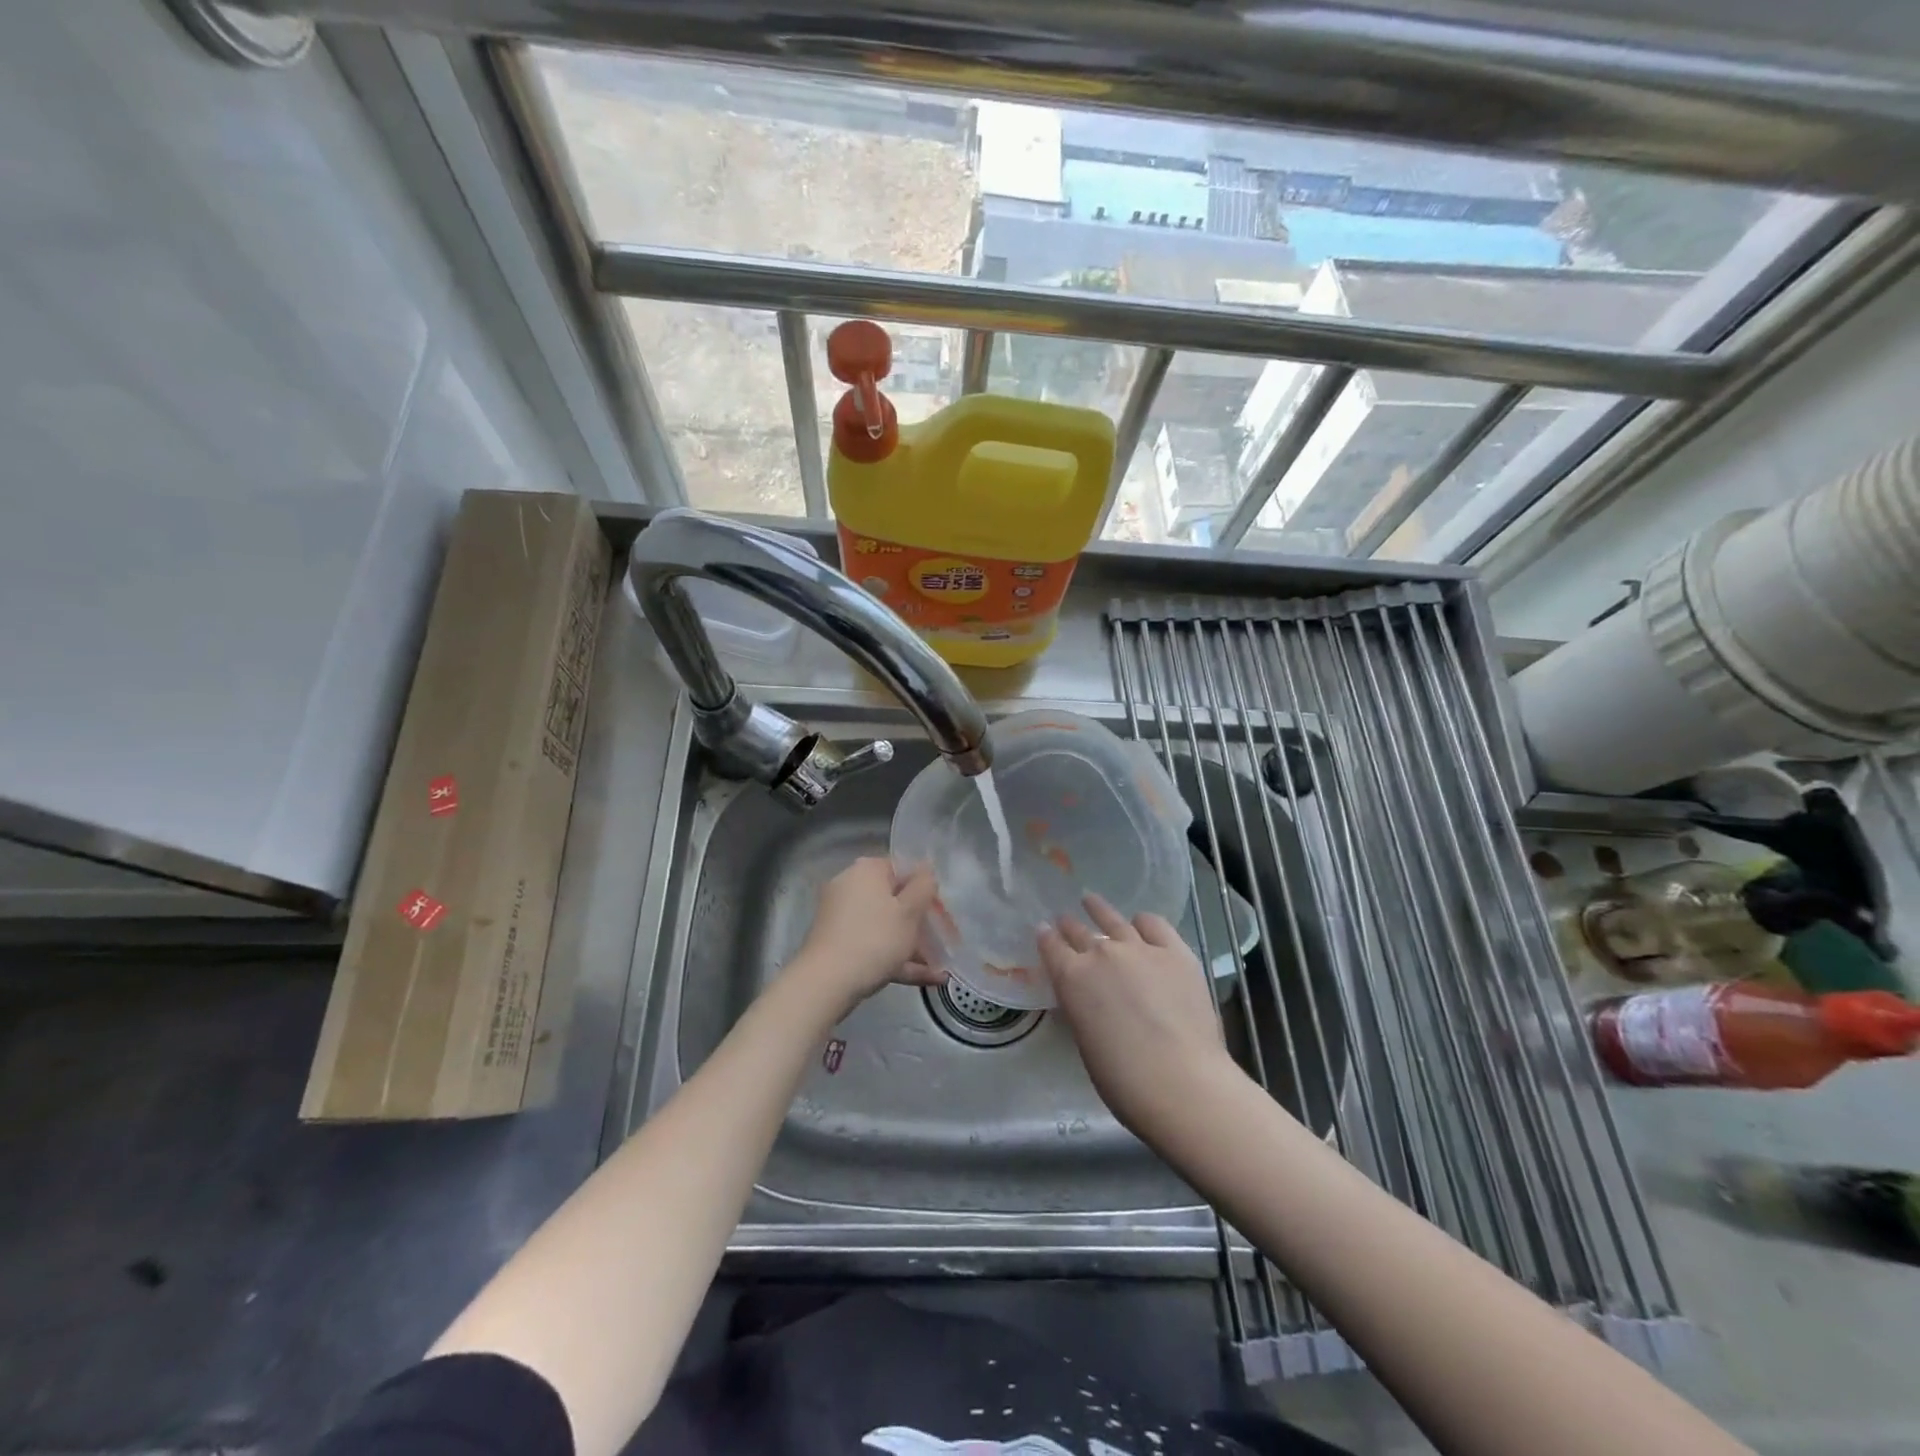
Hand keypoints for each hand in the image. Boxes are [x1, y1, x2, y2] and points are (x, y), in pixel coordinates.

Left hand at [790, 857, 942, 1016]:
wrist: (826, 983)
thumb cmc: (875, 939)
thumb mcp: (910, 911)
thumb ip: (924, 886)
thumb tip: (925, 869)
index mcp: (867, 870)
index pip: (902, 869)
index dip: (925, 888)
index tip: (941, 910)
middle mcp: (850, 887)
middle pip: (894, 899)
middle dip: (921, 922)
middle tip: (944, 940)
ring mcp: (842, 917)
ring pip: (886, 926)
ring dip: (914, 945)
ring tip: (941, 968)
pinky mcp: (839, 945)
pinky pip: (874, 945)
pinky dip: (898, 959)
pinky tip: (929, 979)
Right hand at [1038, 895, 1242, 1140]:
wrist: (1179, 1081)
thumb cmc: (1122, 1079)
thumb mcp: (1085, 1040)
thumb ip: (1082, 1008)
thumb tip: (1089, 998)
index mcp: (1071, 978)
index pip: (1051, 946)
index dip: (1046, 937)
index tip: (1044, 930)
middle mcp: (1101, 953)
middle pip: (1079, 931)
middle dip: (1069, 925)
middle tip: (1064, 920)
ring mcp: (1140, 948)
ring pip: (1113, 919)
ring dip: (1099, 909)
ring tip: (1091, 901)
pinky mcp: (1175, 952)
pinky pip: (1155, 925)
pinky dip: (1143, 922)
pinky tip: (1140, 923)